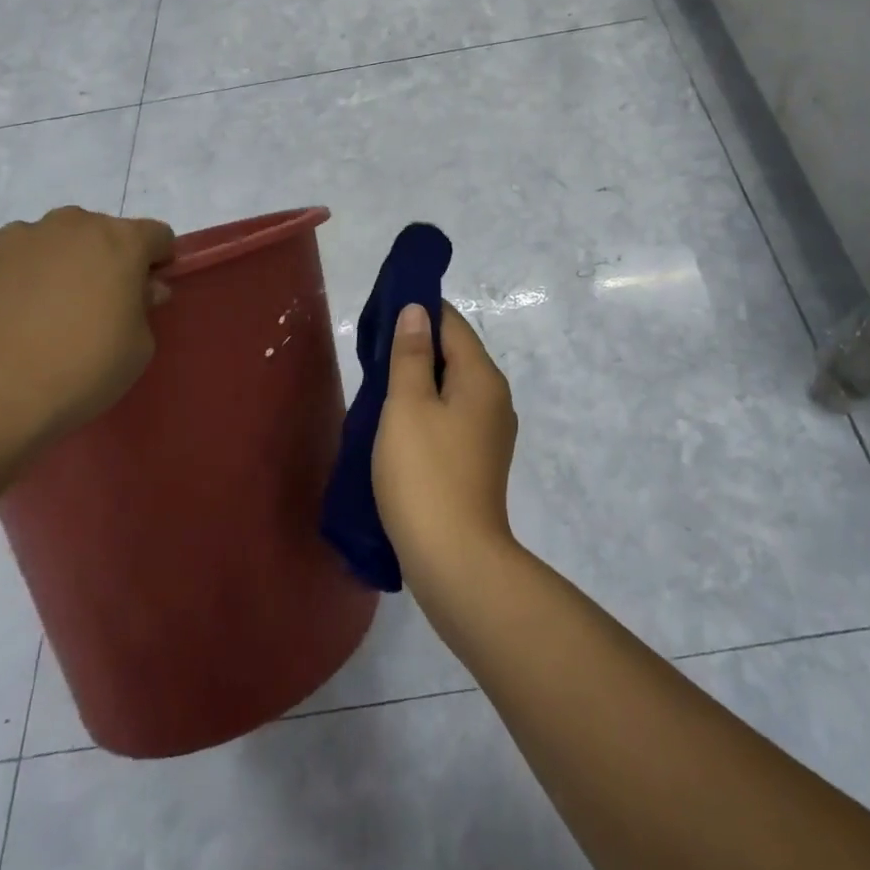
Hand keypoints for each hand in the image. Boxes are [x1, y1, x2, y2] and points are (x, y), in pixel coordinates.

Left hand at [0, 208, 174, 443]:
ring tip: (39, 314)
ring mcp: (15, 236)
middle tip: (92, 305)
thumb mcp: (139, 347)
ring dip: (56, 265)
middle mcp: (70, 225)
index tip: (145, 293)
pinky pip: (5, 261)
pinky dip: (11, 280)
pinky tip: (3, 320)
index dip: (156, 262)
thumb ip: (144, 306)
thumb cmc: (80, 370)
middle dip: (103, 260)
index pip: (156, 235)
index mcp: (121, 241)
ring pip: (49, 242)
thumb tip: (138, 290)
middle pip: (99, 232)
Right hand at [372, 302, 519, 598]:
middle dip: (417, 345)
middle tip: (373, 350)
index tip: (382, 312)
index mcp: (482, 376)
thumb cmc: (425, 473)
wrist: (455, 560)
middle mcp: (495, 396)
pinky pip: (453, 415)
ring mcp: (492, 431)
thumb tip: (417, 309)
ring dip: (420, 379)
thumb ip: (411, 353)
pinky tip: (400, 422)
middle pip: (456, 353)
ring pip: (453, 386)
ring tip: (380, 384)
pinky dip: (429, 408)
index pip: (452, 323)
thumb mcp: (407, 405)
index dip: (419, 310)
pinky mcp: (481, 458)